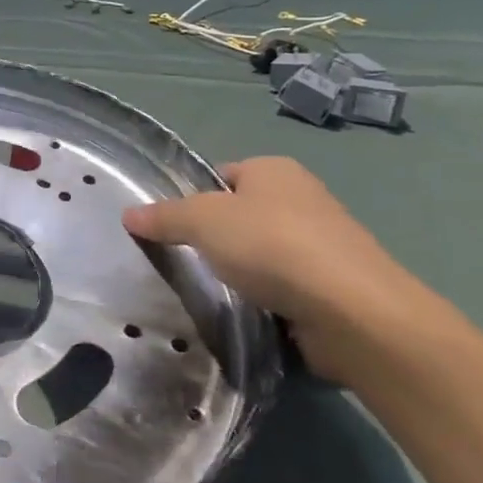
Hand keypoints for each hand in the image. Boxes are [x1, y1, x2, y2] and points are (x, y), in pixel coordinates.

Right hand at [122, 156, 451, 380]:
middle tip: (184, 260)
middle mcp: (302, 198)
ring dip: (241, 271)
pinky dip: (266, 298)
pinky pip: (285, 286)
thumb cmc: (272, 246)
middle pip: (241, 215)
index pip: (221, 176)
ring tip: (213, 291)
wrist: (353, 312)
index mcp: (275, 170)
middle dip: (216, 238)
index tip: (171, 227)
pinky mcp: (334, 287)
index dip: (193, 198)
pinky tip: (247, 312)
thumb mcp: (202, 221)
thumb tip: (128, 214)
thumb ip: (164, 216)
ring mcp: (323, 244)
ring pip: (262, 253)